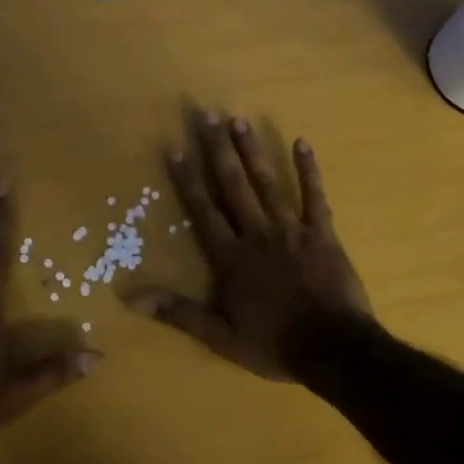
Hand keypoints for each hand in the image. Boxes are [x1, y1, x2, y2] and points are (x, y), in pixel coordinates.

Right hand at [123, 113, 370, 379]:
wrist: (333, 349)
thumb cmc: (273, 343)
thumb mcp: (219, 336)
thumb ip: (178, 312)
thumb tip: (130, 297)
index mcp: (232, 257)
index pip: (204, 211)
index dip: (188, 179)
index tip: (176, 148)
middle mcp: (257, 234)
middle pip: (234, 186)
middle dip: (219, 150)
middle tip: (208, 115)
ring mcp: (292, 230)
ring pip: (268, 184)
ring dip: (253, 151)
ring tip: (240, 120)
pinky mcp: (323, 233)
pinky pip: (315, 197)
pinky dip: (309, 170)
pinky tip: (302, 143)